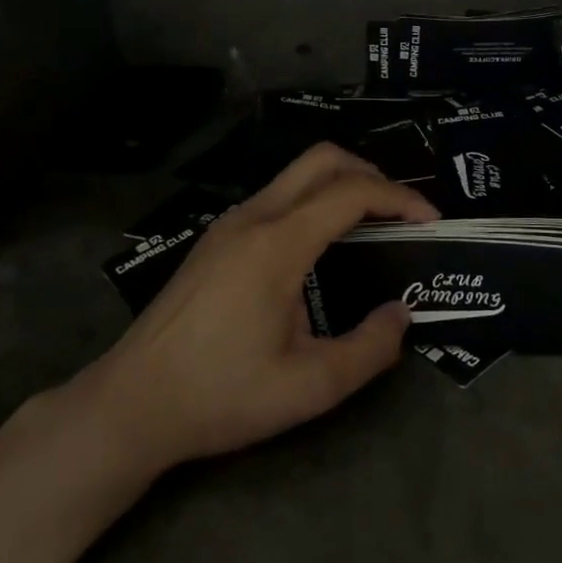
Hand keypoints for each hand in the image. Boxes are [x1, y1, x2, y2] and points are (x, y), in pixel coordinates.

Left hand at [90, 144, 438, 472]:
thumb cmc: (221, 394)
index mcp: (278, 243)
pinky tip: (322, 247)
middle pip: (323, 159)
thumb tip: (401, 316)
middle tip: (402, 212)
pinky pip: (278, 196)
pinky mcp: (216, 237)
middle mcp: (254, 217)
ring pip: (297, 174)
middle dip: (372, 173)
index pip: (352, 192)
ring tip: (371, 227)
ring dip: (341, 185)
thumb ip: (368, 350)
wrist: (130, 404)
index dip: (401, 197)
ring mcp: (230, 223)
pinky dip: (314, 200)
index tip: (431, 220)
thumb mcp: (309, 387)